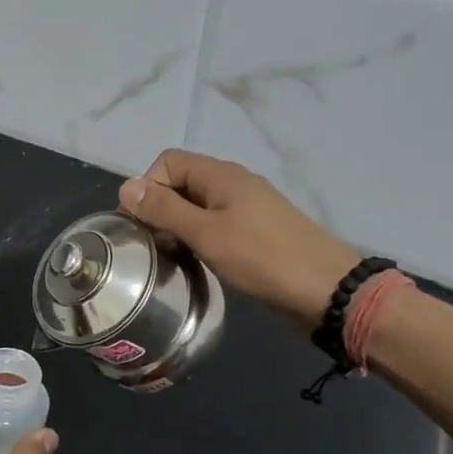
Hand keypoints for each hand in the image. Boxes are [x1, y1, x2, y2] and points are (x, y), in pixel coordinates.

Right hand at [119, 149, 361, 325]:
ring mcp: (245, 209)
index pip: (167, 162)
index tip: (139, 225)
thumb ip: (164, 210)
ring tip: (169, 257)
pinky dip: (197, 238)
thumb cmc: (262, 258)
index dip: (147, 187)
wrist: (327, 291)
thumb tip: (126, 187)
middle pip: (180, 183)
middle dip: (159, 209)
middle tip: (151, 246)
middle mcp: (232, 184)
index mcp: (221, 175)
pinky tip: (195, 262)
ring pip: (196, 207)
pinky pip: (213, 225)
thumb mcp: (206, 233)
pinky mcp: (254, 233)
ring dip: (177, 226)